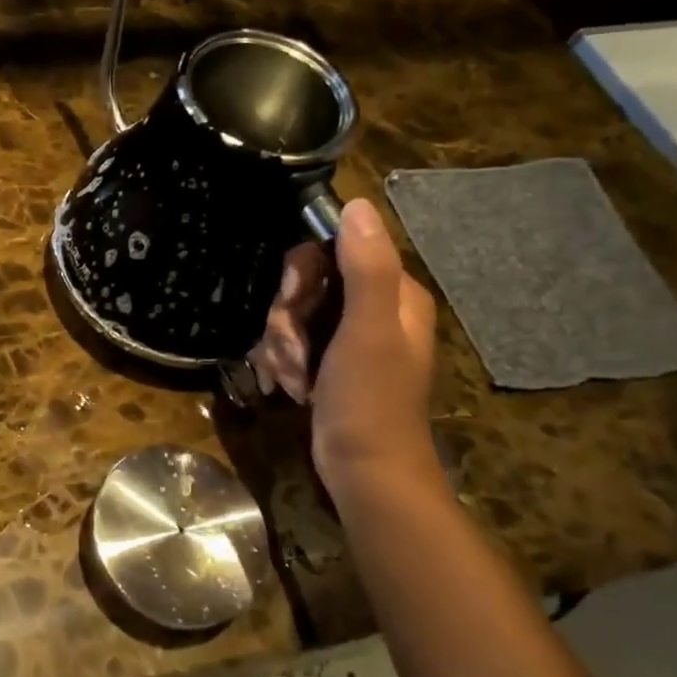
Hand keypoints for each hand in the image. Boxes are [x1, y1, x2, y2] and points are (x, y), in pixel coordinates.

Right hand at [308, 198, 441, 500]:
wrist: (365, 473)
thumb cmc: (370, 401)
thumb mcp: (368, 330)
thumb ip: (366, 268)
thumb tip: (358, 204)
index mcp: (394, 294)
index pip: (335, 251)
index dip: (303, 274)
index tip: (292, 302)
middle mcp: (374, 309)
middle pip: (307, 285)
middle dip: (287, 319)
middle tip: (292, 350)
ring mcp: (349, 338)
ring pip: (293, 316)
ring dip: (281, 346)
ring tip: (295, 378)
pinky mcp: (329, 363)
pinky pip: (291, 343)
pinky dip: (283, 363)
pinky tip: (290, 387)